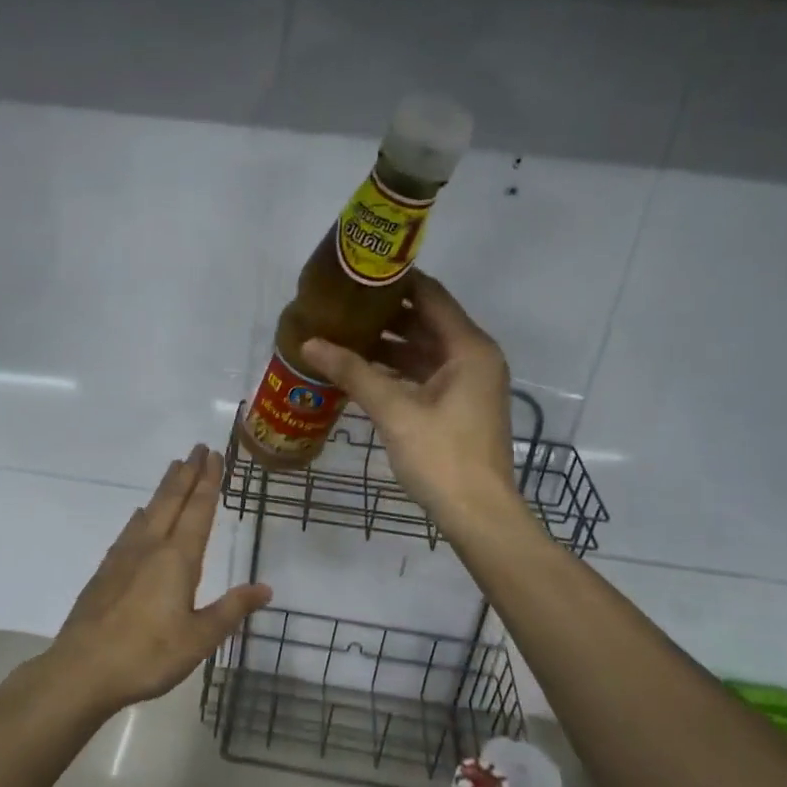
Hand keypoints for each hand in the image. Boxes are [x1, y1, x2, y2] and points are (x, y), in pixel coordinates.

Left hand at [42, 444, 270, 713]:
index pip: (198, 511)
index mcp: (177, 559)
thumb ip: (231, 610)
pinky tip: (140, 517)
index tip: (214, 456)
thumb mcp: (199, 639)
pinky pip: (130, 530)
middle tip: (197, 448)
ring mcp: (123, 557)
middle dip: (187, 473)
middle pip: (171, 501)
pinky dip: (142, 514)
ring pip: (149, 511)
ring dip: (164, 488)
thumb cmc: (147, 655)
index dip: (208, 482)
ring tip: (174, 469)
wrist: (82, 670)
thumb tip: (266, 588)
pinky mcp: (105, 572)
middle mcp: (150, 548)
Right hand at [302, 273, 518, 524]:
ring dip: (388, 344)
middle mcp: (474, 357)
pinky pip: (425, 374)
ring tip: (342, 334)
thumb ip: (353, 372)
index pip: (430, 295)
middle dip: (384, 314)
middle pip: (426, 321)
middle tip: (340, 305)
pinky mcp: (459, 406)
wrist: (477, 514)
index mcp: (469, 348)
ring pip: (424, 350)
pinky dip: (397, 370)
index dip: (395, 281)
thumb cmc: (441, 456)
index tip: (356, 273)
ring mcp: (468, 383)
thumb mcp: (394, 411)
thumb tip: (309, 343)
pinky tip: (361, 371)